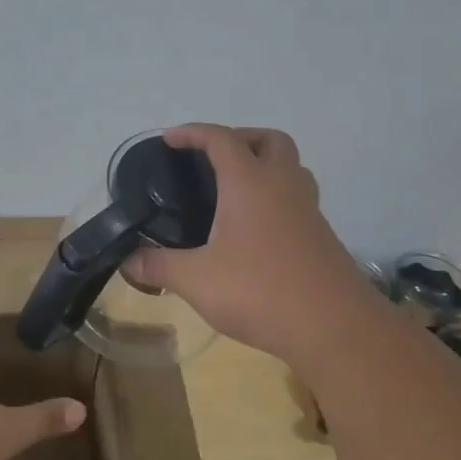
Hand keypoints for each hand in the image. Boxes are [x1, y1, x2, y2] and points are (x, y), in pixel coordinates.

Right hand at [122, 124, 374, 367]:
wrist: (333, 327)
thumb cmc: (259, 291)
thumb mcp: (196, 280)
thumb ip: (159, 266)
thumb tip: (127, 261)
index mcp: (250, 183)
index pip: (221, 139)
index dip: (193, 133)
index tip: (170, 139)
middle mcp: (283, 186)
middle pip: (269, 140)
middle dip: (240, 138)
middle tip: (212, 159)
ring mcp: (308, 210)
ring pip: (291, 167)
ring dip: (264, 164)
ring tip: (234, 190)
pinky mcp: (320, 235)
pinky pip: (297, 198)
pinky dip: (276, 196)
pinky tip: (255, 229)